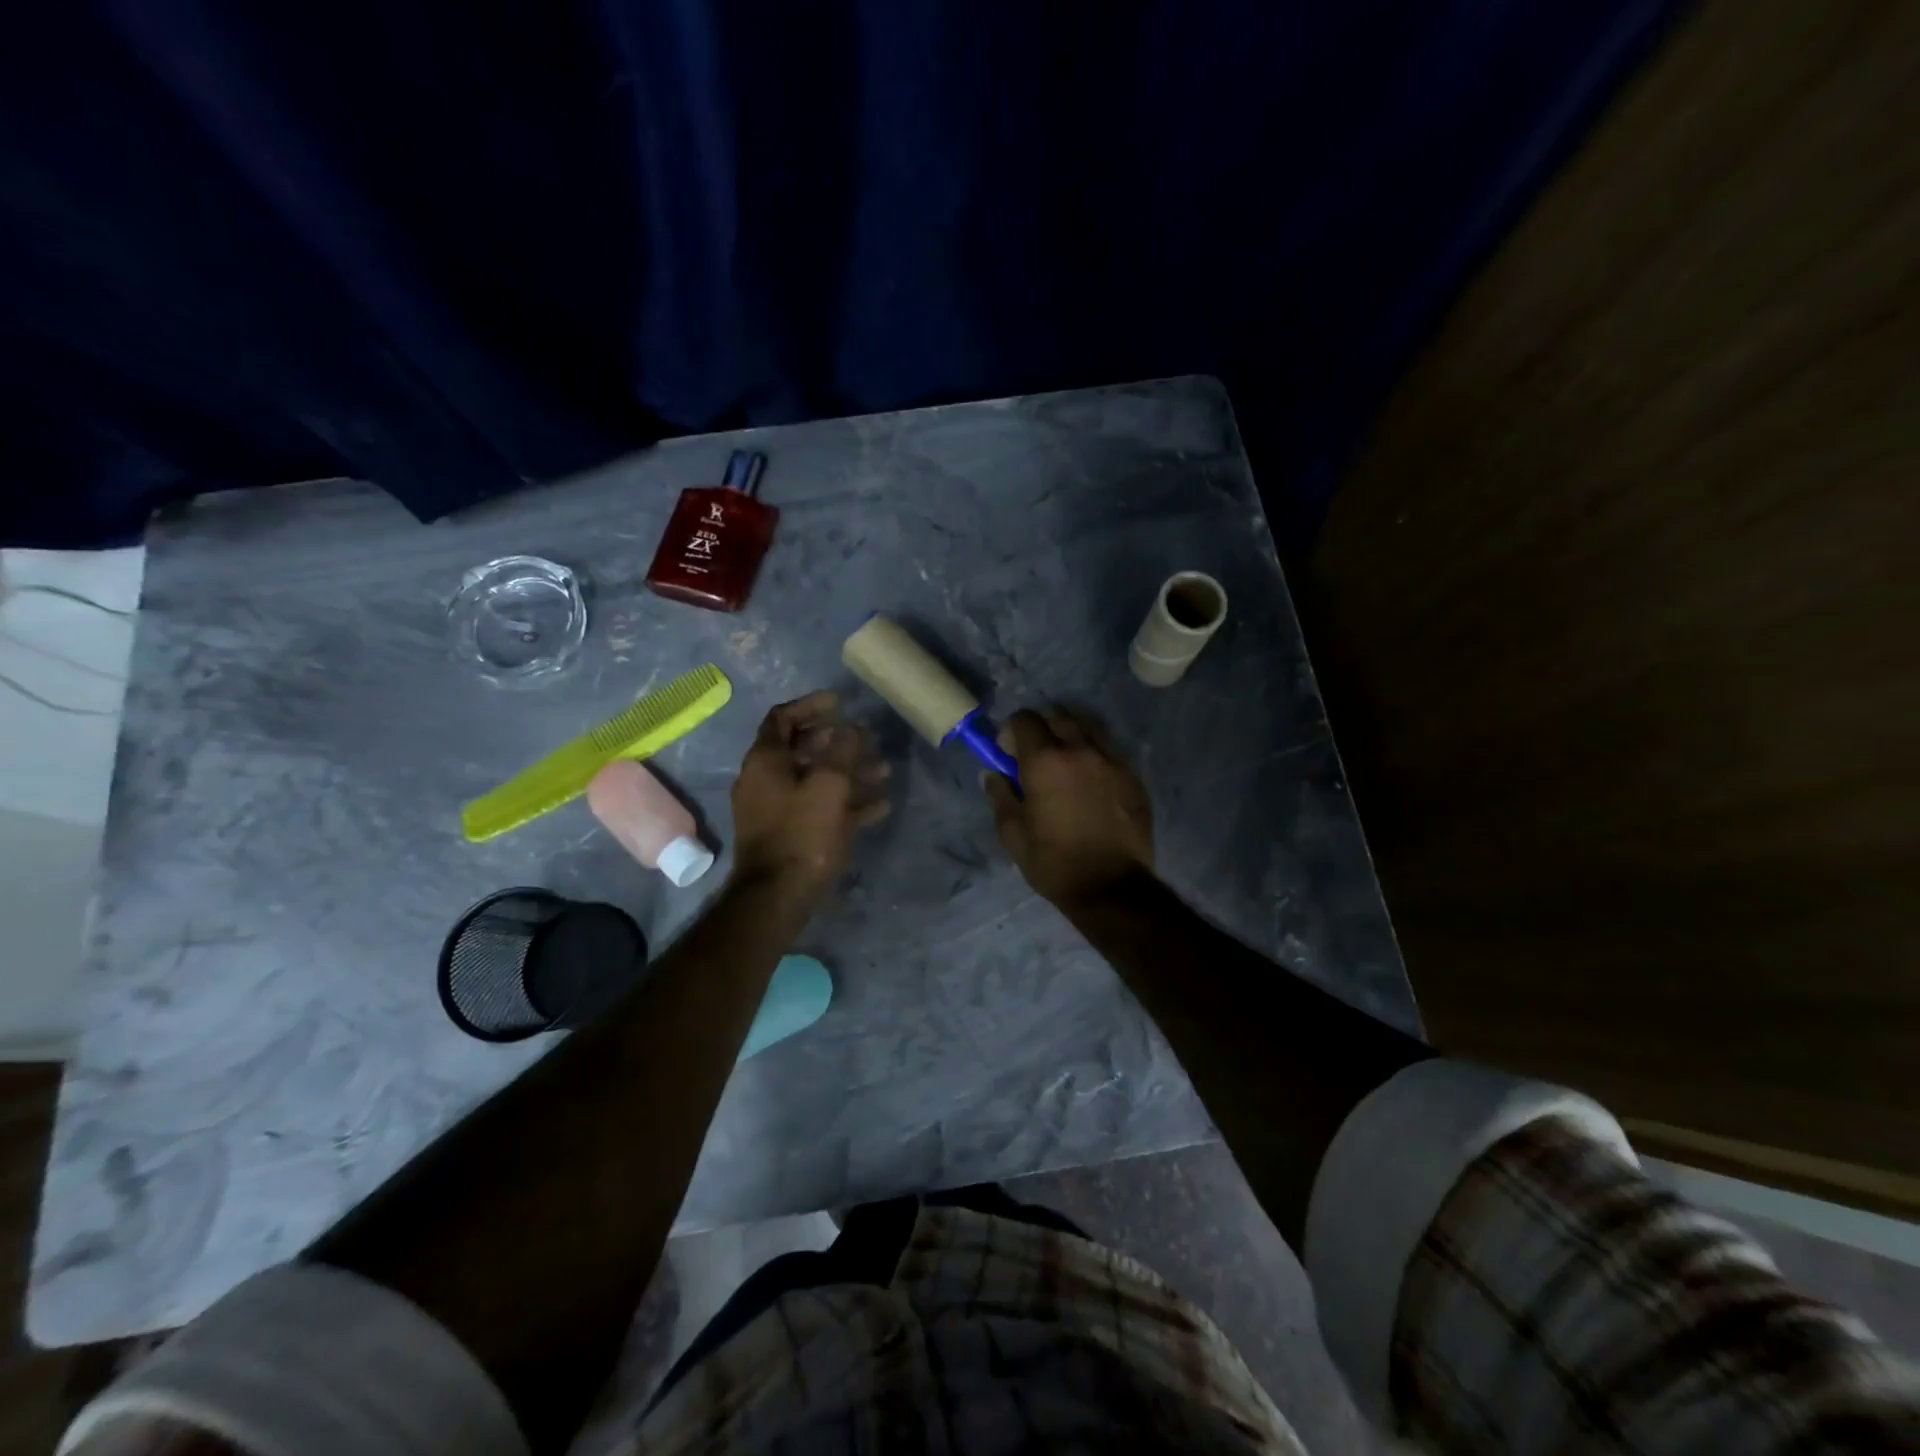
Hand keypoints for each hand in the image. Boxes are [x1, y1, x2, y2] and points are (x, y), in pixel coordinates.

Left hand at [732, 690, 890, 897]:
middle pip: (802, 749)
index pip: (783, 718)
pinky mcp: (790, 835)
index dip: (811, 705)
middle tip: (867, 738)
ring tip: (884, 771)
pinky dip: (846, 802)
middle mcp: (765, 780)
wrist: (777, 897)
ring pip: (815, 780)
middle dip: (838, 742)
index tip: (841, 703)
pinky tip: (880, 806)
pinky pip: (819, 808)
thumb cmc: (802, 833)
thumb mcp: (829, 785)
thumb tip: (852, 727)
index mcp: (765, 761)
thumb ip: (843, 750)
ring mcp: (776, 809)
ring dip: (849, 772)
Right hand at [983, 707, 1154, 909]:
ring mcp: (1112, 760)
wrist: (1112, 888)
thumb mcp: (1013, 835)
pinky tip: (1091, 784)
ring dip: (1071, 737)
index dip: (1011, 732)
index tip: (1008, 754)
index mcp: (1045, 761)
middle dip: (1042, 728)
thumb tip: (992, 773)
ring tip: (1066, 764)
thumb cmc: (1054, 863)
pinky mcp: (1133, 777)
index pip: (1024, 719)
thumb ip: (1000, 796)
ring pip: (1088, 728)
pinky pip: (1109, 751)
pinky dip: (1094, 756)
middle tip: (1036, 756)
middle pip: (1058, 715)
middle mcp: (1081, 750)